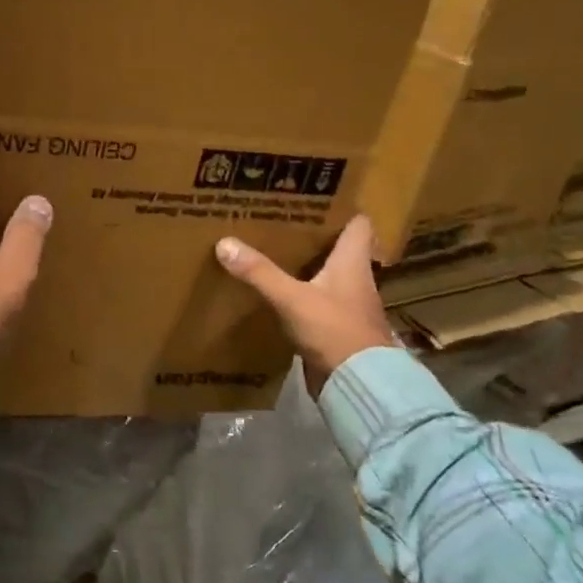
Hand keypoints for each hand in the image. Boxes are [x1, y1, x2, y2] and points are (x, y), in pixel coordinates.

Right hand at [215, 216, 398, 397]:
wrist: (358, 384)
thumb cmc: (334, 330)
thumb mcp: (292, 298)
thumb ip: (260, 272)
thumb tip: (225, 242)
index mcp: (353, 262)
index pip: (358, 223)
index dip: (340, 208)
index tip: (313, 197)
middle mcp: (355, 279)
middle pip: (339, 248)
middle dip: (313, 235)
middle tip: (281, 221)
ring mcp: (347, 306)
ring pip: (327, 275)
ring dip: (306, 266)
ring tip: (272, 251)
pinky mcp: (336, 329)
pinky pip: (317, 302)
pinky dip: (300, 294)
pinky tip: (277, 293)